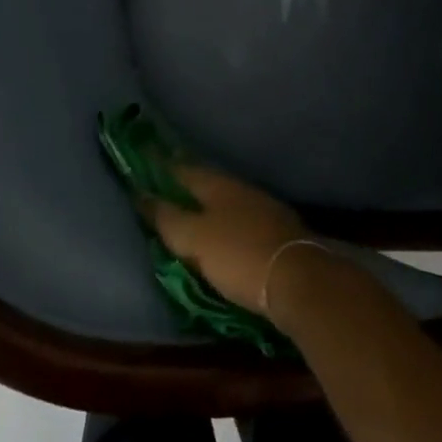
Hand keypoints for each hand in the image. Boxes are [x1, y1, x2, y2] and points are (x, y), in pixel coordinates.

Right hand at [148, 164, 307, 315]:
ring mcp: (264, 209)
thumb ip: (167, 218)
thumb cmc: (239, 255)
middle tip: (168, 188)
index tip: (147, 160)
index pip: (183, 169)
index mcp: (217, 185)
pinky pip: (244, 221)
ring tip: (194, 213)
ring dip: (210, 205)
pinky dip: (229, 224)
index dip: (163, 166)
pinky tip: (226, 235)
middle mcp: (240, 189)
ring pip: (228, 201)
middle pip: (207, 182)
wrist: (301, 280)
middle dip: (188, 184)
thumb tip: (141, 195)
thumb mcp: (194, 239)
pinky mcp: (279, 233)